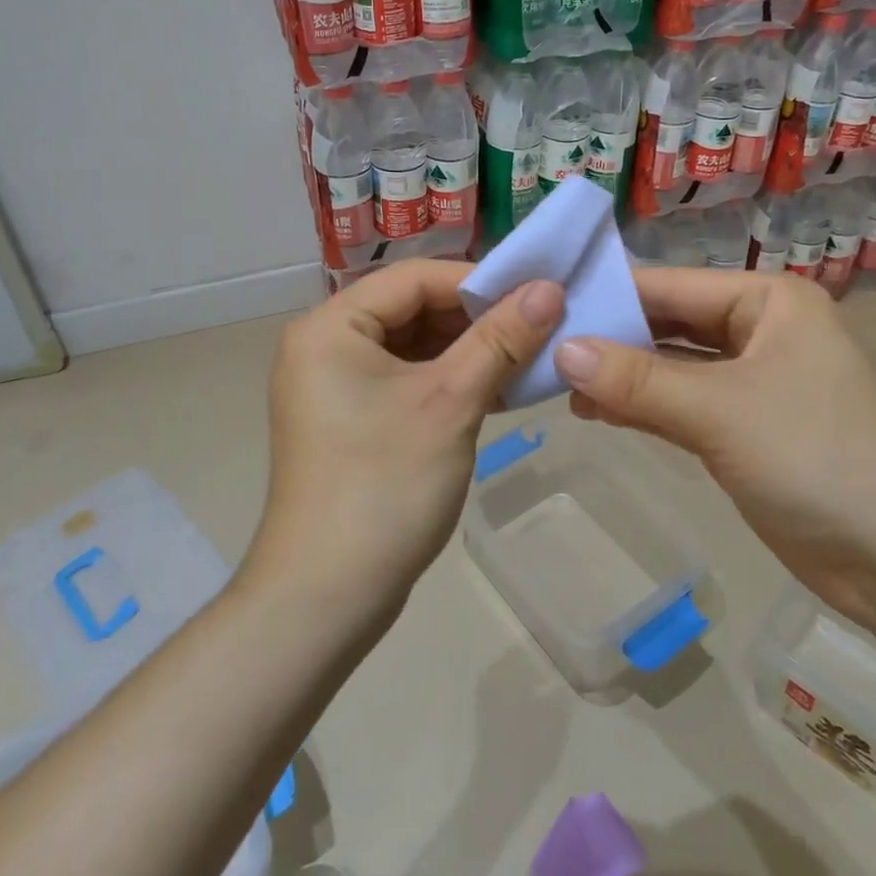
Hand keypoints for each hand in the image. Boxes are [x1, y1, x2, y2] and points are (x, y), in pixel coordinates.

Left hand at [250, 260, 563, 626]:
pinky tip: (499, 390)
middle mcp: (326, 345)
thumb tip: (550, 287)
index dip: (479, 281)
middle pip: (413, 309)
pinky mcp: (351, 421)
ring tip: (528, 358)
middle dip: (477, 319)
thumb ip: (500, 339)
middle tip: (540, 327)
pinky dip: (449, 382)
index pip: (415, 278)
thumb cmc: (385, 486)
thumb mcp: (450, 403)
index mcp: (331, 326)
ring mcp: (335, 386)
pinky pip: (406, 381)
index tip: (537, 294)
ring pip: (413, 348)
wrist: (326, 597)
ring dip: (469, 352)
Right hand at [552, 269, 875, 627]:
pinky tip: (594, 410)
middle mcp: (760, 330)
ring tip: (555, 382)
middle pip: (668, 324)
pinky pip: (680, 405)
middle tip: (539, 345)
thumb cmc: (817, 458)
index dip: (607, 295)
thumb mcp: (720, 411)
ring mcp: (752, 383)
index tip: (541, 305)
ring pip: (670, 367)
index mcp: (768, 301)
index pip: (670, 286)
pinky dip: (641, 407)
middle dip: (610, 338)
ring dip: (620, 376)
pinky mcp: (744, 431)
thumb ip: (637, 381)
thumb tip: (560, 350)